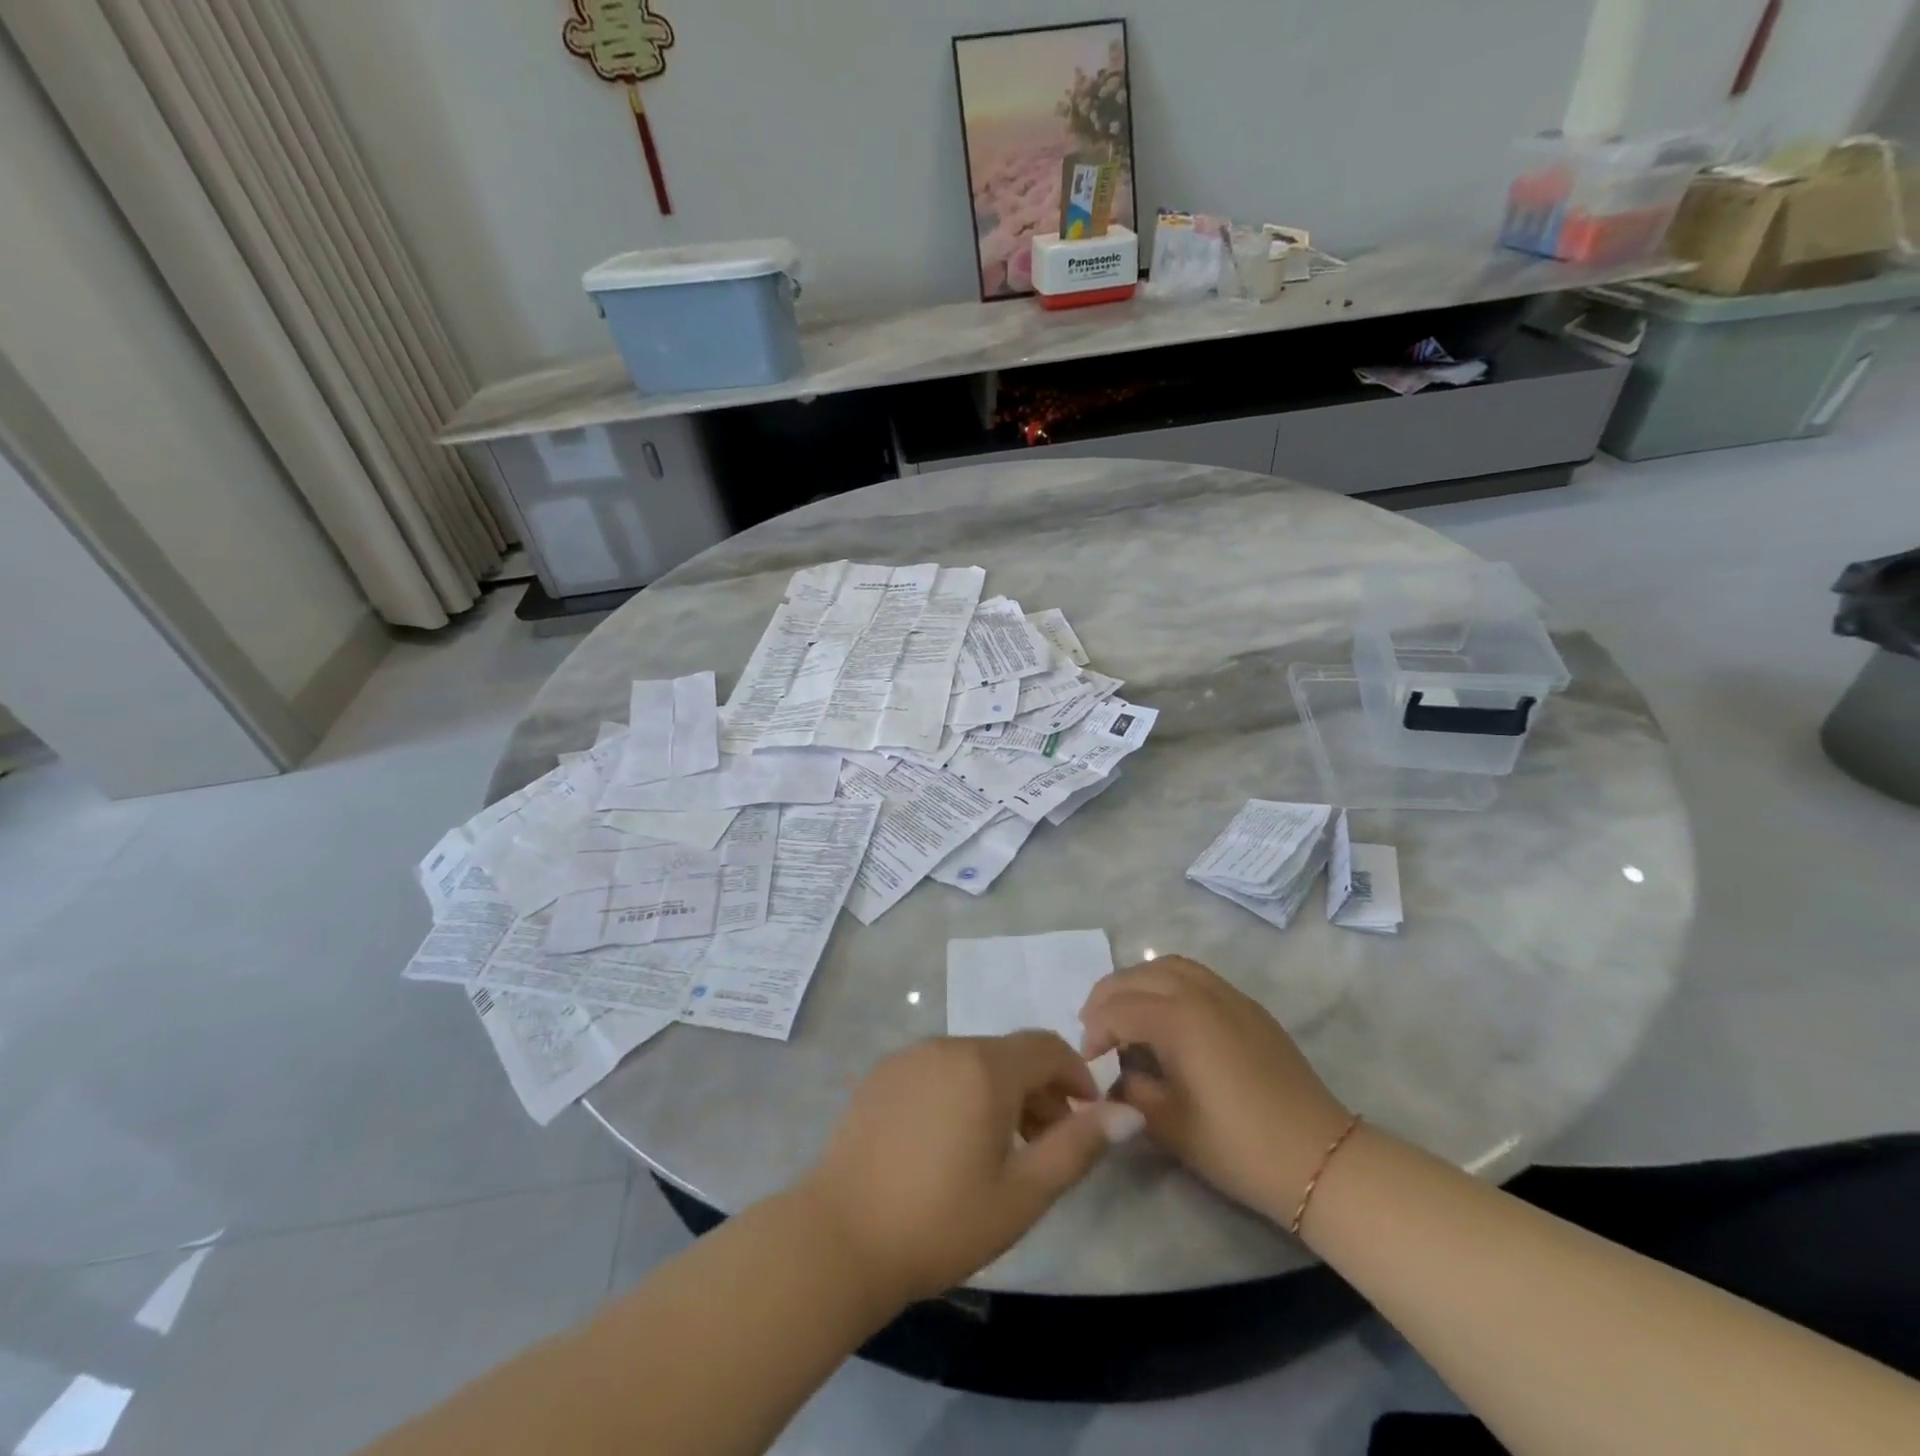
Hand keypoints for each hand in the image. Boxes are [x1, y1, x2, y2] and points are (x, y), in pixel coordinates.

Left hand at [797, 1032, 1141, 1303]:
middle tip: (1047, 1145)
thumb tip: (1128, 1112)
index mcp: (985, 1065)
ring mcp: (909, 1056)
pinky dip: (961, 1091)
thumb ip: (1078, 1146)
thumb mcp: (1022, 1194)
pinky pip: (938, 1070)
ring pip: (973, 1061)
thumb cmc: (942, 1220)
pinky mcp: (882, 1075)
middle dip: (1040, 1090)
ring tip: (1002, 1149)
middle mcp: (947, 1045)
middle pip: (1010, 1054)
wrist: (840, 1238)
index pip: (1047, 1046)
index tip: (1087, 1119)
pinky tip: (951, 1142)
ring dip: (1001, 1092)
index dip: (1077, 1076)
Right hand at [1080, 956, 1351, 1223]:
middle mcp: (1199, 992)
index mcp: (1178, 1019)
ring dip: (1136, 982)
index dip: (1094, 1033)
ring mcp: (1227, 994)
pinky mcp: (1247, 1005)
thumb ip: (1131, 1090)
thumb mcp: (1169, 1126)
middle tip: (1093, 1028)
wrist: (1319, 1158)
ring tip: (1123, 1011)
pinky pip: (1195, 975)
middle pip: (1137, 976)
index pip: (1117, 1010)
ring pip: (1167, 966)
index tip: (1088, 1062)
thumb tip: (1116, 1073)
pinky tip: (1164, 1013)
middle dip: (1107, 997)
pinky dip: (1166, 981)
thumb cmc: (1238, 1147)